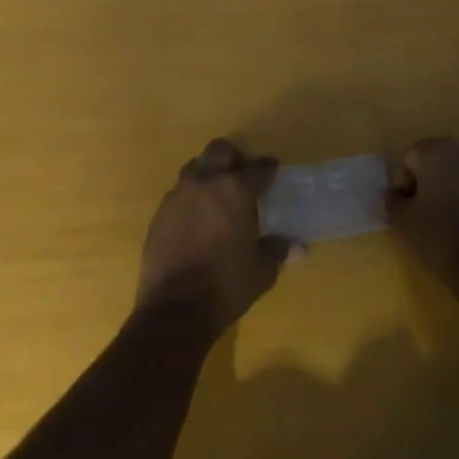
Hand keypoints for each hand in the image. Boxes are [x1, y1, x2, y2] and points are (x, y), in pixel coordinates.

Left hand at [136, 139, 296, 334]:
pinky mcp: (160, 212)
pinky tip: (197, 217)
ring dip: (209, 172)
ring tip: (218, 193)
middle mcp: (205, 182)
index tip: (273, 171)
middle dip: (234, 156)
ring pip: (196, 166)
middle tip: (243, 173)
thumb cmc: (225, 285)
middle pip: (220, 150)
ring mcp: (179, 194)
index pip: (257, 168)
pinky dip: (192, 196)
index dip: (268, 168)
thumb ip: (277, 251)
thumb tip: (298, 247)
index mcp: (235, 190)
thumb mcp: (261, 272)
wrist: (174, 309)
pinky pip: (179, 191)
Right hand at [385, 137, 458, 296]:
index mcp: (435, 150)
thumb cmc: (440, 236)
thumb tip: (390, 194)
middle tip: (423, 216)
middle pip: (435, 162)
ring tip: (446, 224)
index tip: (408, 211)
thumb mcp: (403, 222)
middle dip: (427, 184)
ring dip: (449, 192)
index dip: (405, 185)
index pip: (410, 159)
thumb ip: (391, 202)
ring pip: (457, 176)